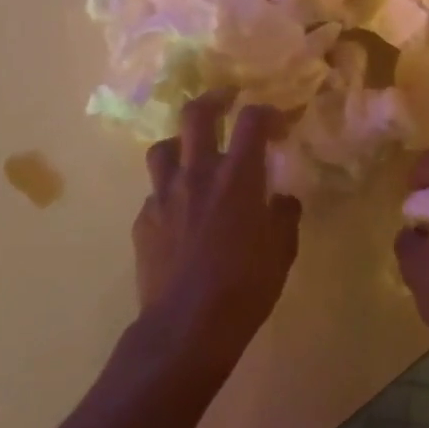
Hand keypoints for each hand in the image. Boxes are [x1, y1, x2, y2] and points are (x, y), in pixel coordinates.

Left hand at [133, 92, 301, 364]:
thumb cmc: (245, 288)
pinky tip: (178, 214)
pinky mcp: (143, 221)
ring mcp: (164, 195)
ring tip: (191, 155)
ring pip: (163, 148)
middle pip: (196, 114)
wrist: (186, 327)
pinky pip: (154, 194)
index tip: (277, 122)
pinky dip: (168, 194)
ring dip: (180, 144)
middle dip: (213, 99)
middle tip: (225, 101)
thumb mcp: (281, 252)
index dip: (266, 112)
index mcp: (237, 176)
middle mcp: (198, 173)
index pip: (251, 119)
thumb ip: (284, 217)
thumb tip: (283, 200)